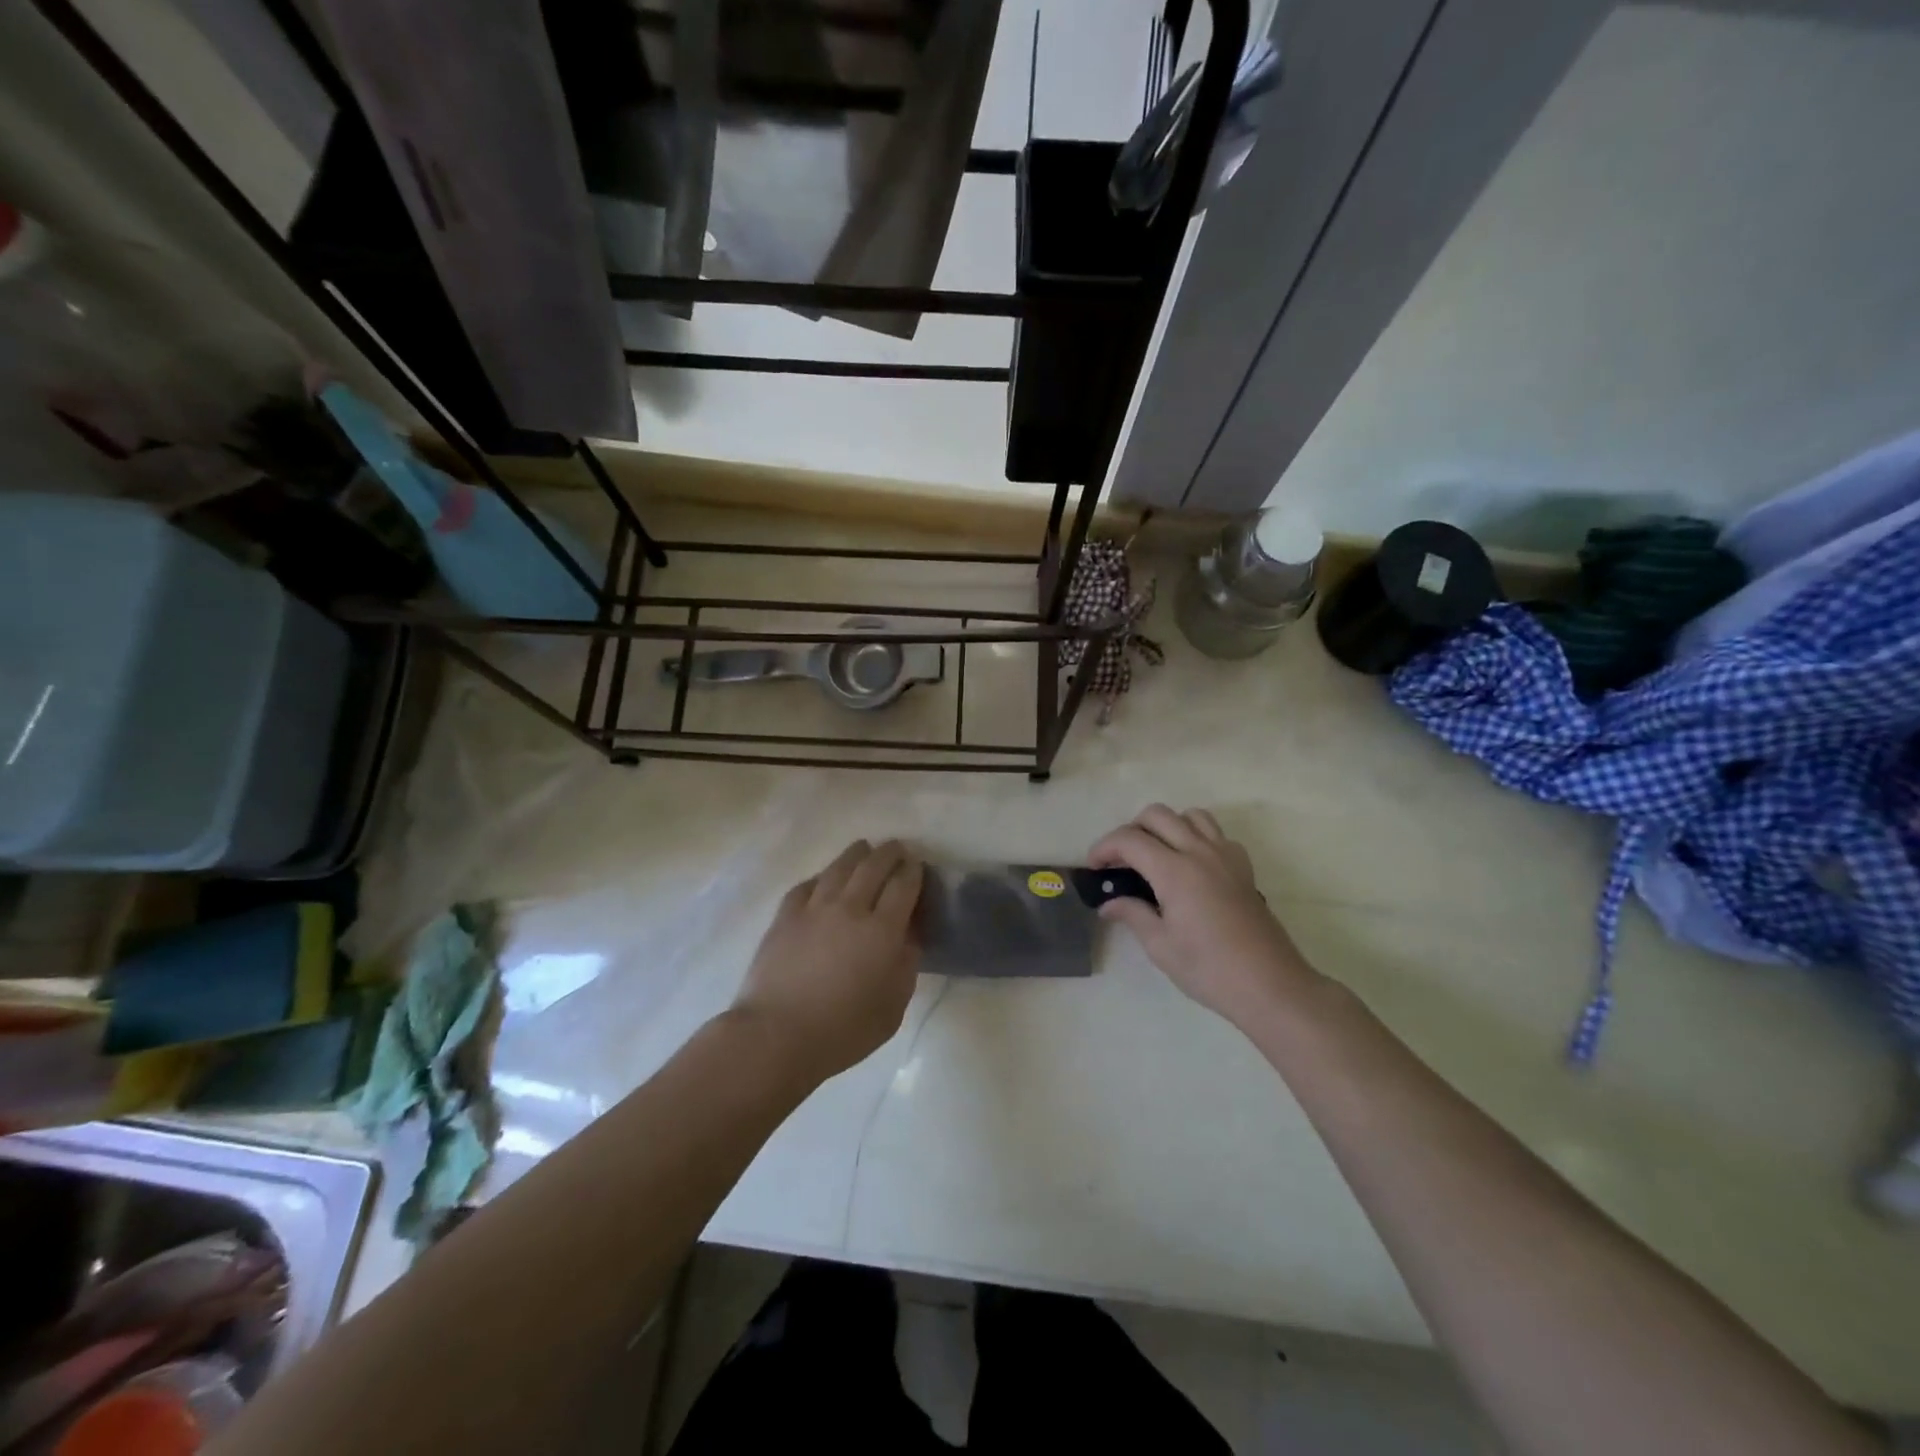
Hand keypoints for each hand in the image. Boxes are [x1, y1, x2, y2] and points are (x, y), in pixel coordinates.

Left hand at [731, 839, 924, 1082]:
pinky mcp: (785, 916)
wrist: (776, 1035)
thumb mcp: (893, 1007)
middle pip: (873, 866)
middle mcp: (850, 908)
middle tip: (897, 849)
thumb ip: (906, 966)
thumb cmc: (843, 1031)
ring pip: (839, 868)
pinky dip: (821, 877)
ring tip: (863, 849)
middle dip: (889, 853)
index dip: (914, 871)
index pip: (903, 885)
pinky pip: (807, 885)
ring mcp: (814, 908)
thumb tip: (908, 937)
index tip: (918, 865)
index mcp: (882, 930)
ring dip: (856, 854)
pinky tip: (824, 879)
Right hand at [1090, 805, 1319, 1031]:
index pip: (1129, 839)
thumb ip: (1132, 915)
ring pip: (1190, 816)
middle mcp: (1200, 852)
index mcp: (1175, 871)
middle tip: (1121, 862)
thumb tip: (1109, 904)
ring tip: (1155, 856)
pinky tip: (1190, 866)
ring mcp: (1225, 856)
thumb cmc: (1210, 970)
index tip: (1094, 868)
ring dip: (1166, 827)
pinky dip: (1196, 837)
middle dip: (1131, 830)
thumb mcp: (1161, 947)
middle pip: (1157, 815)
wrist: (1270, 985)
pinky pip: (1216, 834)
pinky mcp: (1243, 868)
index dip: (1104, 847)